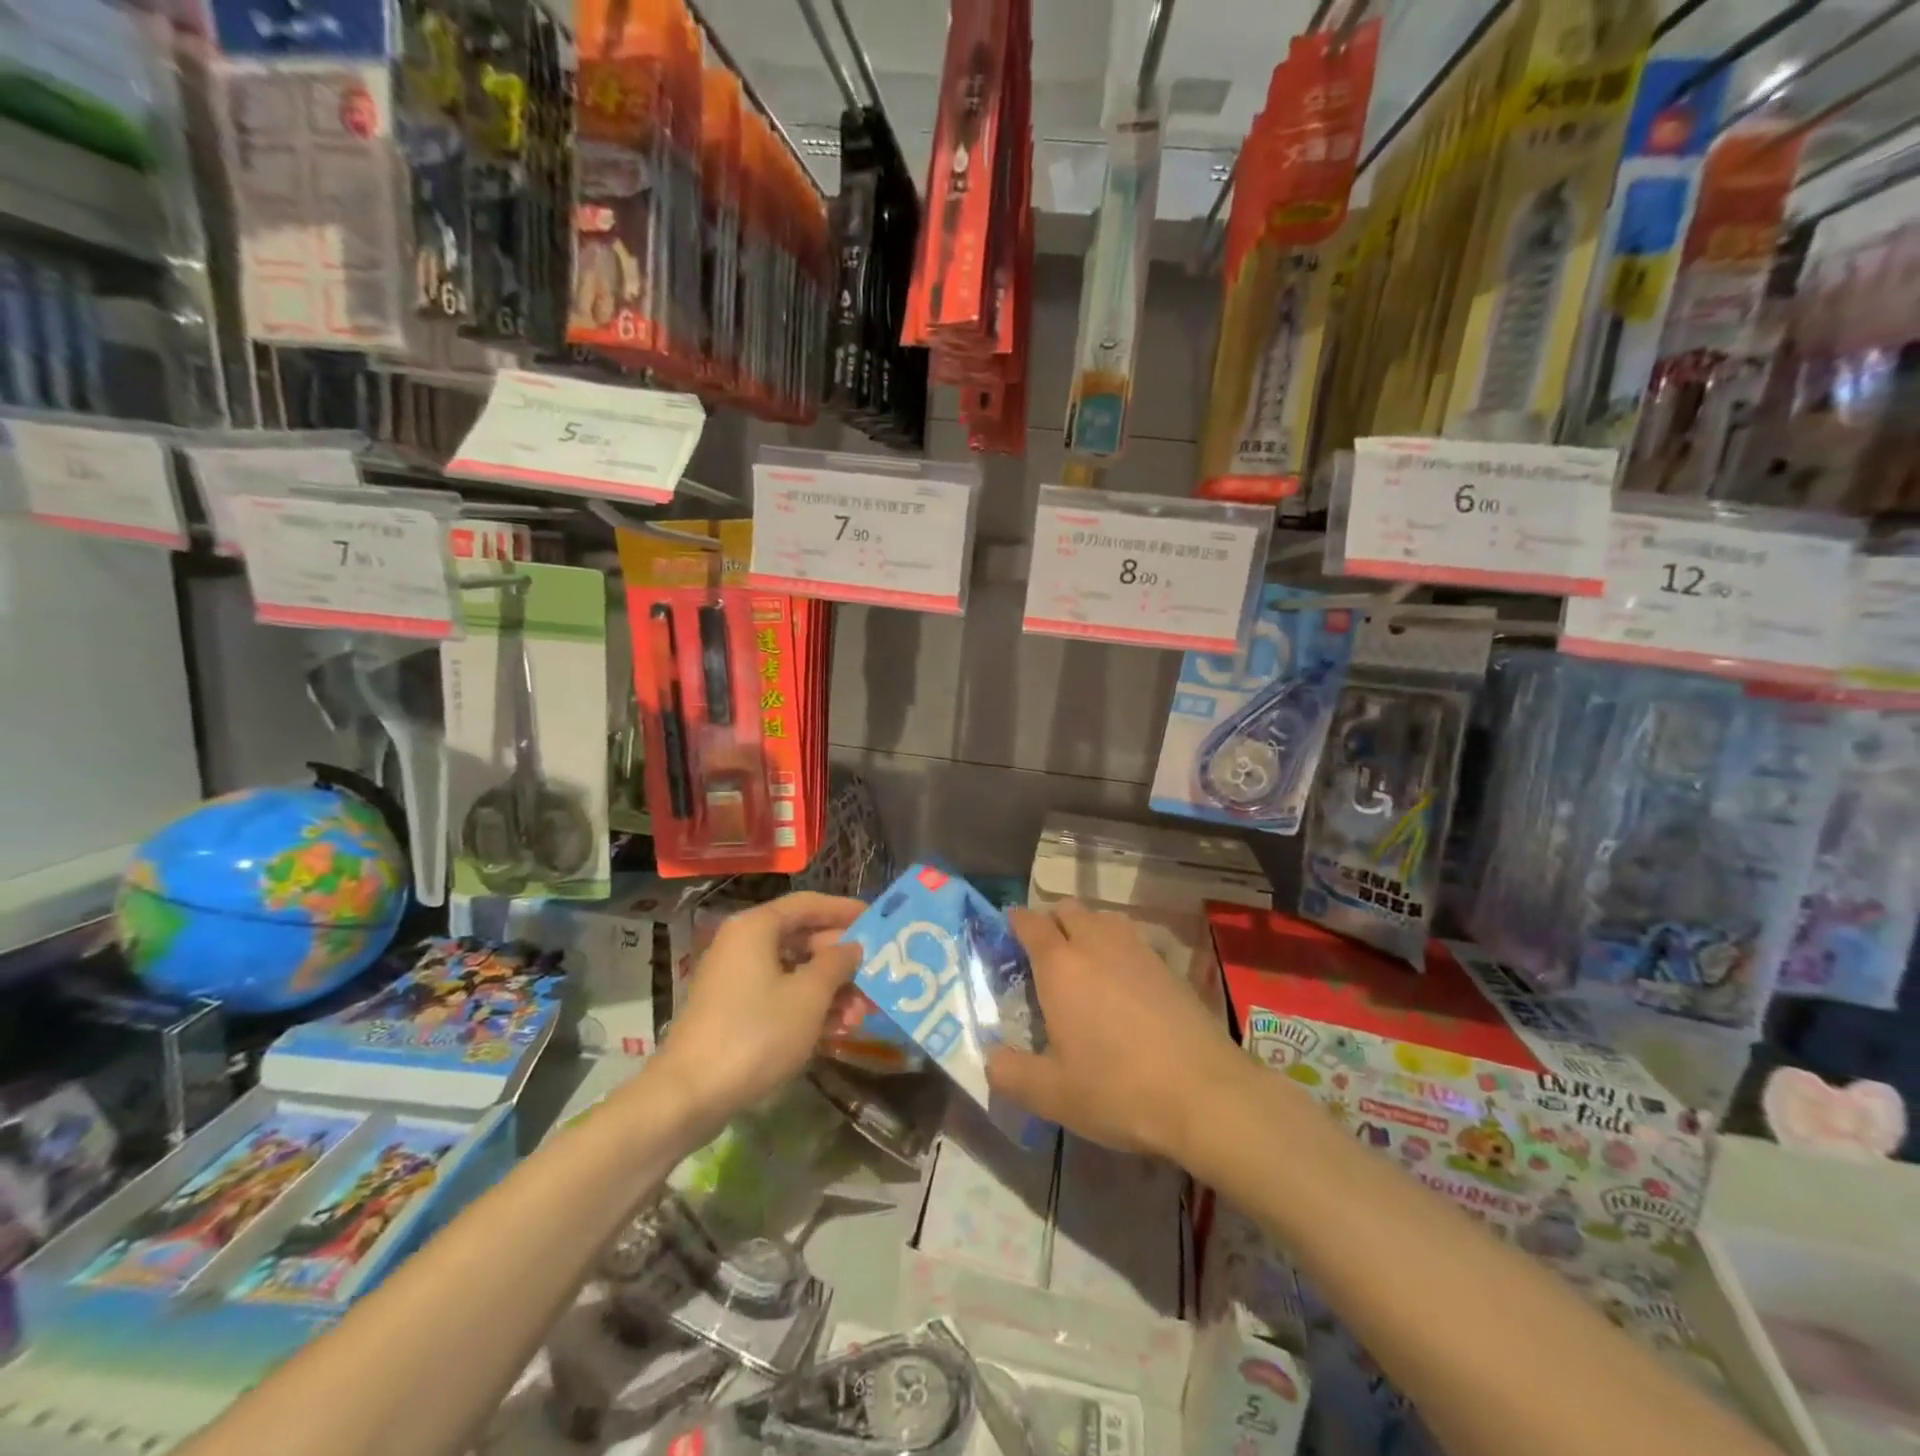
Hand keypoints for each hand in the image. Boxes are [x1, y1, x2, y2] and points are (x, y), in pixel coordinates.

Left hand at [650, 893, 864, 1125]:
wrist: (691, 1094)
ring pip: (794, 972)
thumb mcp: (809, 996)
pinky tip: (835, 1030)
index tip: (877, 922)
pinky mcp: (733, 1011)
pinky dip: (807, 1007)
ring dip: (830, 990)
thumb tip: (851, 947)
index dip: (844, 911)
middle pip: (803, 939)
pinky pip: (779, 995)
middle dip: (841, 962)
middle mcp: (743, 944)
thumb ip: (837, 964)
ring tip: (860, 1016)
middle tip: (874, 979)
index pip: (809, 904)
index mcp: (756, 927)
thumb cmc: (756, 1033)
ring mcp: (735, 979)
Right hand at [986, 900, 1243, 1161]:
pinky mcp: (1168, 966)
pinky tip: (1121, 982)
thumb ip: (1010, 1073)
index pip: (1030, 923)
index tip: (1006, 932)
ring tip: (1082, 963)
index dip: (1015, 922)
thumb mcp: (1052, 1095)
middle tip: (1042, 955)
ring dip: (1086, 928)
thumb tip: (990, 1059)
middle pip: (1068, 910)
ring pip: (1103, 919)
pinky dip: (1117, 946)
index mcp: (1061, 966)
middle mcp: (1097, 944)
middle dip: (1050, 921)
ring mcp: (1137, 951)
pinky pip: (1131, 939)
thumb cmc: (1118, 1090)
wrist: (1206, 1095)